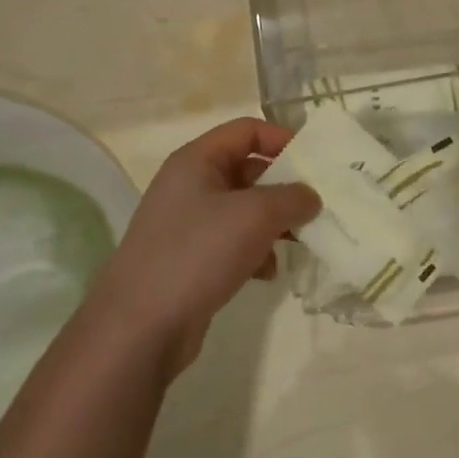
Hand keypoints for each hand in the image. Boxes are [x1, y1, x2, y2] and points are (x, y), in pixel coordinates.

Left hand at [84, 118, 317, 378]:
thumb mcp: (255, 215)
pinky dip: (256, 252)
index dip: (282, 139)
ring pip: (244, 210)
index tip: (317, 161)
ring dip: (274, 223)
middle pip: (248, 170)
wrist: (140, 327)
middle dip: (284, 187)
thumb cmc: (198, 253)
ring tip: (300, 241)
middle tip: (318, 205)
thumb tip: (311, 196)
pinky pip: (234, 243)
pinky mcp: (191, 260)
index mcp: (197, 161)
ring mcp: (188, 224)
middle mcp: (190, 186)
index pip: (246, 130)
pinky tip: (268, 273)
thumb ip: (292, 197)